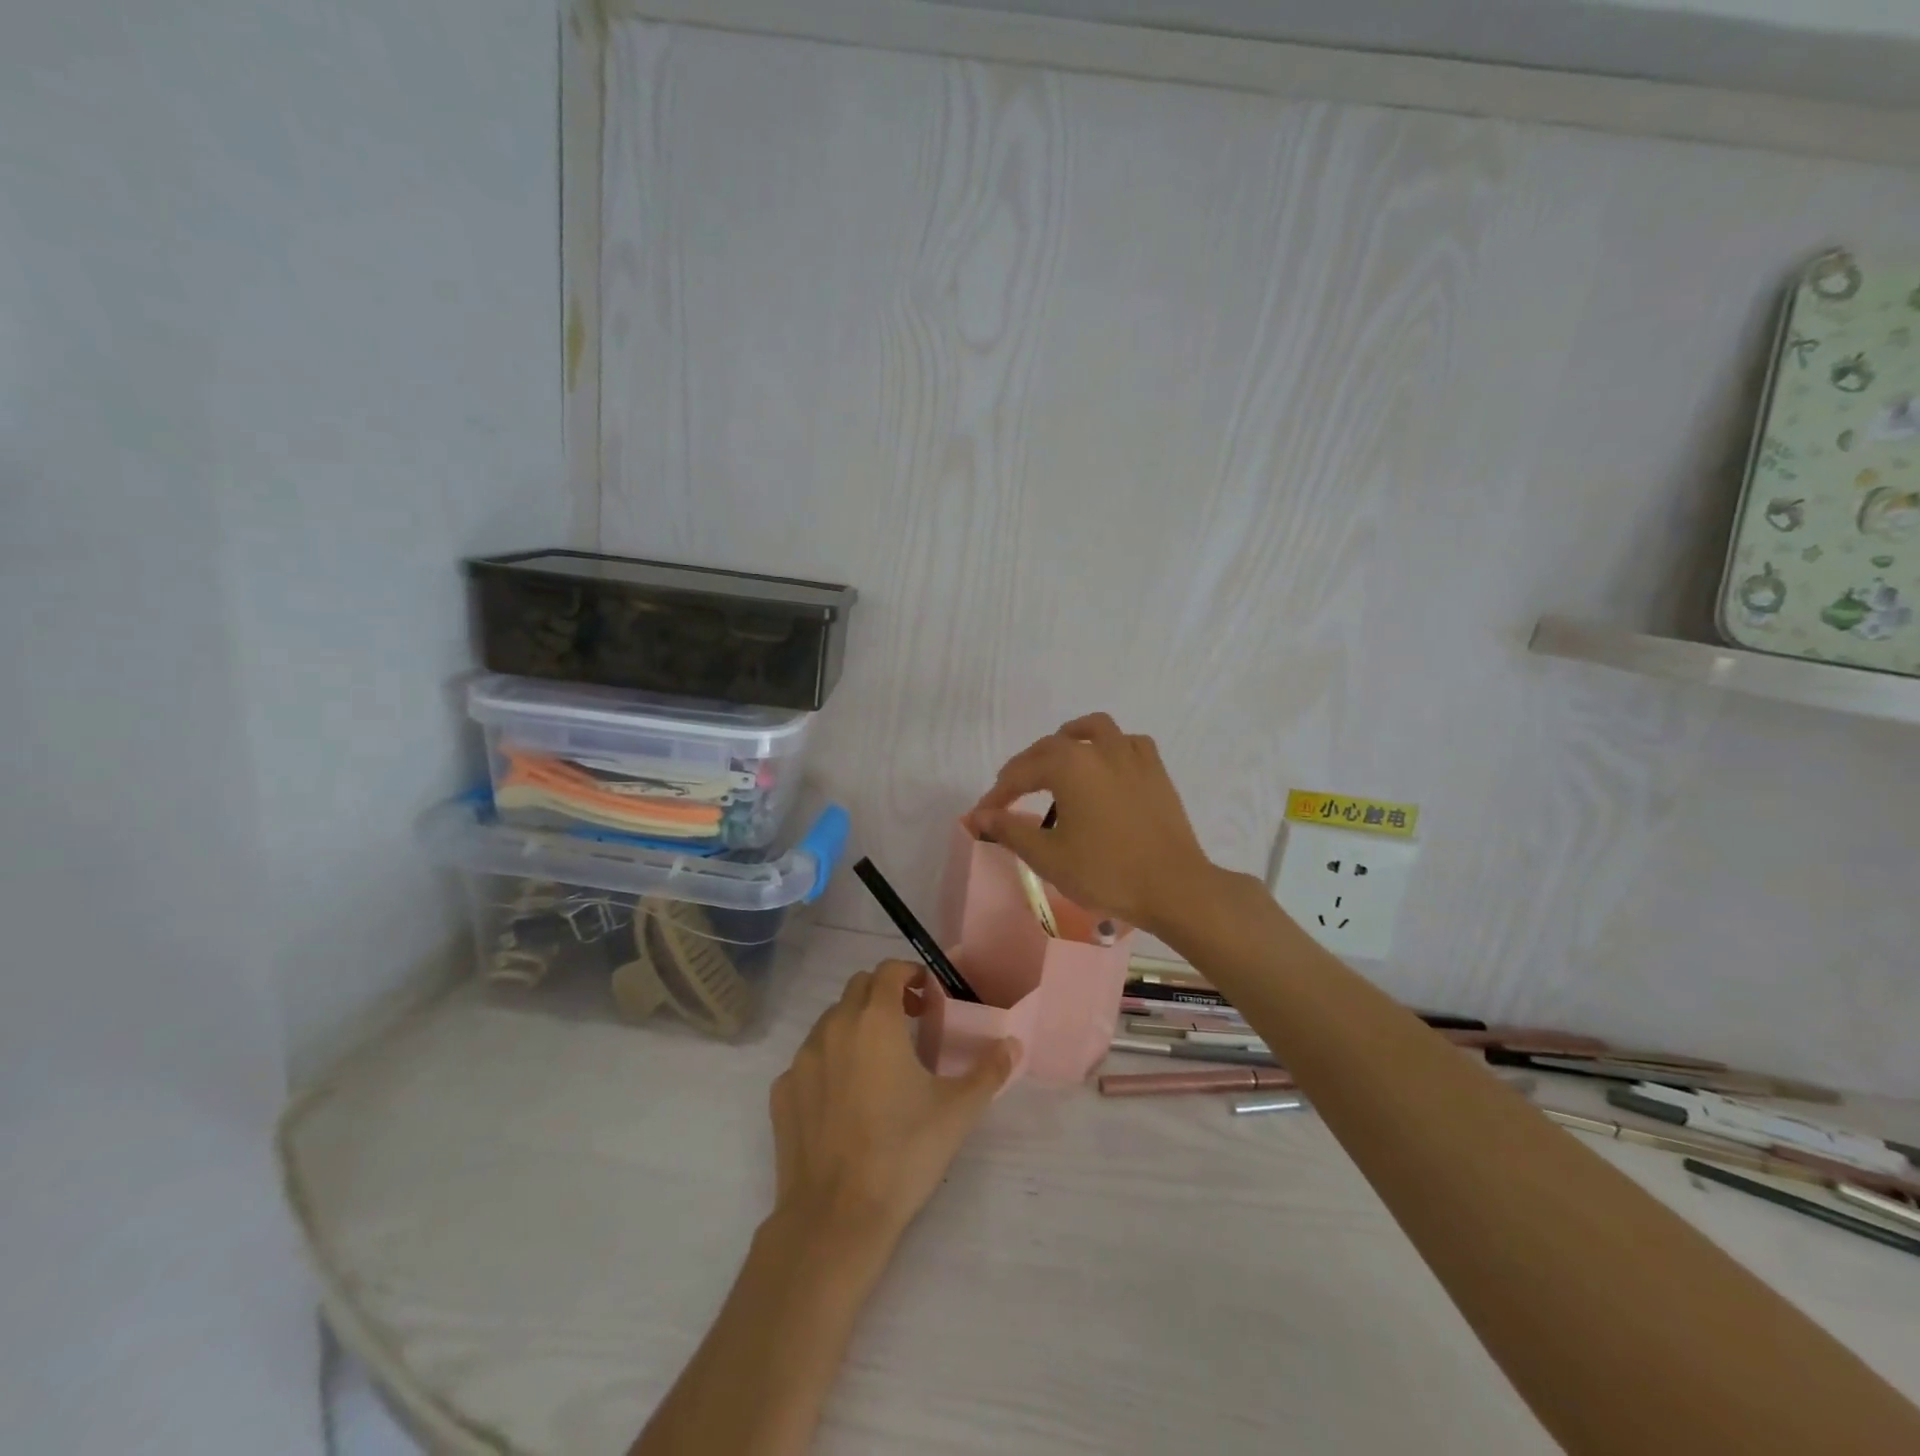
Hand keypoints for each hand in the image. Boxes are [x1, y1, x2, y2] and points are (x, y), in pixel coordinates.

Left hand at [769, 961, 1013, 1249]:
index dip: (910, 974)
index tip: (928, 997)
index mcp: (876, 1020)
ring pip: (831, 1021)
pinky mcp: (782, 1091)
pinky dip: (829, 1061)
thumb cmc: (903, 1153)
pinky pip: (809, 1059)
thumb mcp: (957, 1111)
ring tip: (878, 1061)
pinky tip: (845, 1098)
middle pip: (858, 987)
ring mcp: (802, 1059)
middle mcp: (835, 1027)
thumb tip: (1012, 1044)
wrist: (836, 1217)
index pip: (889, 970)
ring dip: (855, 1024)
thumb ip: (989, 1070)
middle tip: (910, 1022)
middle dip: (884, 994)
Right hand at [964, 712, 1220, 939]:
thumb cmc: (1106, 872)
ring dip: (1069, 739)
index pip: (1020, 773)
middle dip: (1026, 767)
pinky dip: (1110, 746)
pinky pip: (1128, 743)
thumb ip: (1010, 830)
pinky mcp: (1156, 770)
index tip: (983, 814)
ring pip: (1093, 729)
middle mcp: (1098, 748)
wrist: (1174, 887)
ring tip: (1057, 759)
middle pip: (1051, 746)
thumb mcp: (1048, 856)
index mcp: (1068, 765)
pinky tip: (1106, 766)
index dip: (997, 794)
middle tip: (1011, 794)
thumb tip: (979, 816)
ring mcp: (1132, 755)